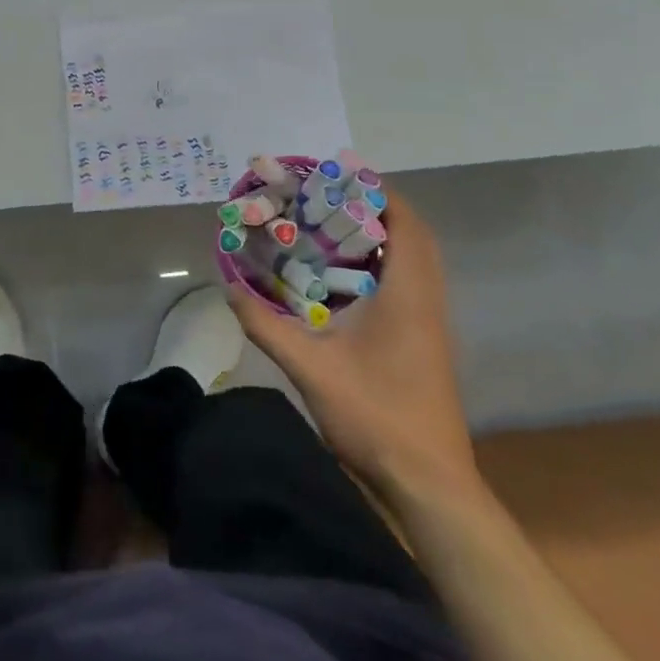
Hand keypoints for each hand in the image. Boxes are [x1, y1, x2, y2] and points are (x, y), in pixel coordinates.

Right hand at [231, 186, 480, 506]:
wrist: (430, 487)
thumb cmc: (377, 419)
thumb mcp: (311, 370)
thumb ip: (268, 326)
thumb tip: (228, 289)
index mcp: (407, 295)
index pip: (404, 224)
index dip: (376, 192)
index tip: (338, 174)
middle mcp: (426, 300)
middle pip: (411, 235)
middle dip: (373, 208)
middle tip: (325, 198)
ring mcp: (431, 323)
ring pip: (414, 260)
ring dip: (379, 236)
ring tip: (329, 226)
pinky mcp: (426, 342)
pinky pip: (409, 283)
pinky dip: (382, 265)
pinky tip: (343, 278)